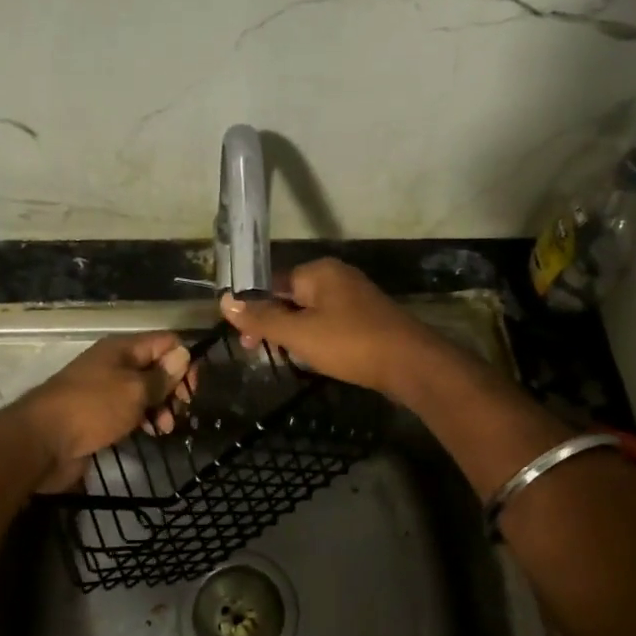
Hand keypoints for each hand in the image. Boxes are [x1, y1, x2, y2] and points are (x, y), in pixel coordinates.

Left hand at [15, 332, 192, 489]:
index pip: (165, 342)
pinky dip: (143, 419)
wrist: (41, 443)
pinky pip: (130, 411)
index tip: (191, 390)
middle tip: (179, 412)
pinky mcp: (98, 415)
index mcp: (122, 349)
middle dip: (173, 388)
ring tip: (164, 428)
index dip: (184, 361)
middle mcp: (114, 364)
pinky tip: (150, 434)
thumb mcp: (134, 390)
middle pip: (156, 367)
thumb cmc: (92, 409)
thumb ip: (162, 375)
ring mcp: (105, 390)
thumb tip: (184, 354)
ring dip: (160, 407)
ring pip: (144, 392)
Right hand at [219, 259, 440, 399]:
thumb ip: (262, 318)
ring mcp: (355, 297)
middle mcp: (337, 277)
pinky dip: (317, 338)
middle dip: (273, 323)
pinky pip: (331, 323)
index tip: (242, 338)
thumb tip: (225, 301)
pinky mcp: (367, 319)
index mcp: (319, 272)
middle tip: (257, 352)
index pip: (273, 283)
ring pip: (311, 312)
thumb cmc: (350, 343)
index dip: (253, 308)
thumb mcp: (298, 333)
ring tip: (284, 357)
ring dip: (294, 333)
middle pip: (292, 296)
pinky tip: (314, 357)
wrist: (410, 364)